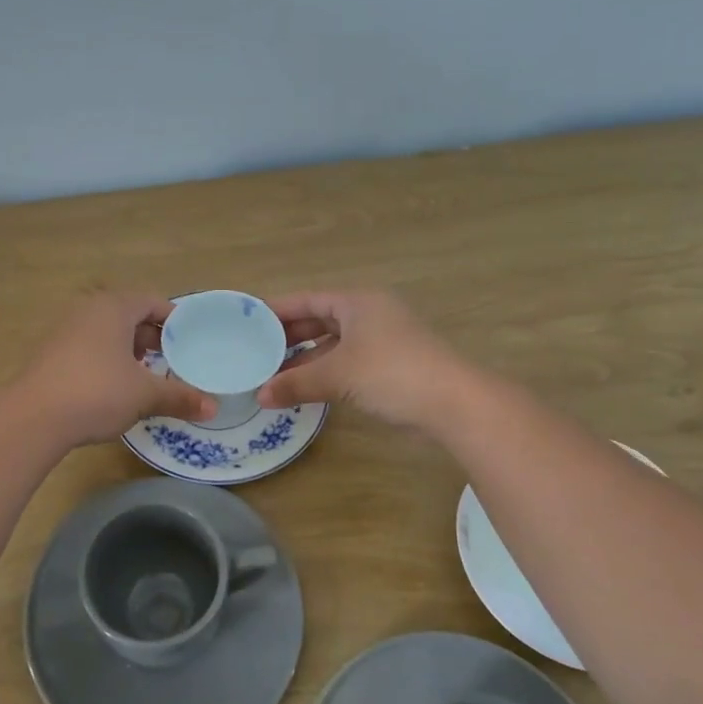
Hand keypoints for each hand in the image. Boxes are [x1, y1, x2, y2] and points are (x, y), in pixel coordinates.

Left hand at [14, 292, 216, 444]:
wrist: (33, 417)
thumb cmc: (97, 392)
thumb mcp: (144, 395)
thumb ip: (180, 397)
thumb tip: (213, 408)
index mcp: (114, 307)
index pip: (152, 301)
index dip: (175, 320)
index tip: (191, 340)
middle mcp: (88, 310)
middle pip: (129, 314)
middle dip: (152, 336)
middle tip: (173, 360)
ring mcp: (65, 330)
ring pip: (107, 332)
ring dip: (129, 349)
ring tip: (146, 375)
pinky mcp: (51, 353)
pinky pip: (89, 347)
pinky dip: (107, 359)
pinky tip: (114, 387)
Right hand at [255, 290, 463, 427]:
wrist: (454, 404)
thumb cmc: (391, 373)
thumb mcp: (337, 375)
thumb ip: (296, 383)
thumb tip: (260, 396)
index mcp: (357, 302)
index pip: (307, 299)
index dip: (277, 310)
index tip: (248, 322)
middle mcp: (370, 314)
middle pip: (320, 320)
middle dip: (289, 337)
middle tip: (257, 351)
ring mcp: (383, 340)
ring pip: (334, 343)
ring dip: (307, 358)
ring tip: (274, 373)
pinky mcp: (391, 366)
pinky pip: (348, 362)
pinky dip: (326, 371)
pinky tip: (306, 387)